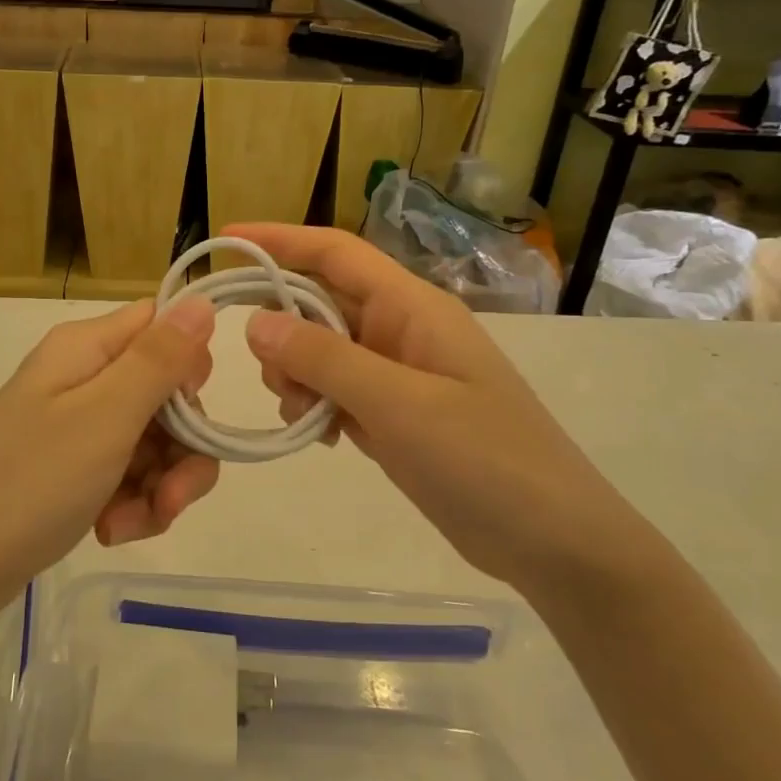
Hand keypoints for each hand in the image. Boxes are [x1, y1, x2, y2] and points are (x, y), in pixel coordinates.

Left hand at [0, 298, 219, 615]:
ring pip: (156, 441)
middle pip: (167, 393)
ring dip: (160, 487)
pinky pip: (130, 473)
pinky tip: (112, 530)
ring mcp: (79, 425)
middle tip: (171, 497)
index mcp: (87, 348)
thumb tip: (202, 301)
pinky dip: (134, 504)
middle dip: (182, 448)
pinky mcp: (76, 467)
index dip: (189, 366)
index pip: (162, 327)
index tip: (189, 413)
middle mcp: (85, 377)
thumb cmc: (30, 482)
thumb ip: (159, 359)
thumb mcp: (105, 417)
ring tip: (131, 525)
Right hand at [228, 223, 633, 588]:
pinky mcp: (395, 414)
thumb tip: (255, 322)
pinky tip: (320, 436)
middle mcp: (402, 331)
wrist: (553, 541)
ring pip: (322, 351)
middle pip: (321, 303)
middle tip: (266, 373)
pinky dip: (315, 405)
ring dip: (297, 374)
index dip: (280, 240)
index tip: (227, 239)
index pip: (336, 253)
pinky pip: (336, 391)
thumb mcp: (399, 406)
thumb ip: (325, 360)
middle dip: (282, 328)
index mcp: (412, 308)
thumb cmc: (486, 461)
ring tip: (301, 414)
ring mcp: (399, 375)